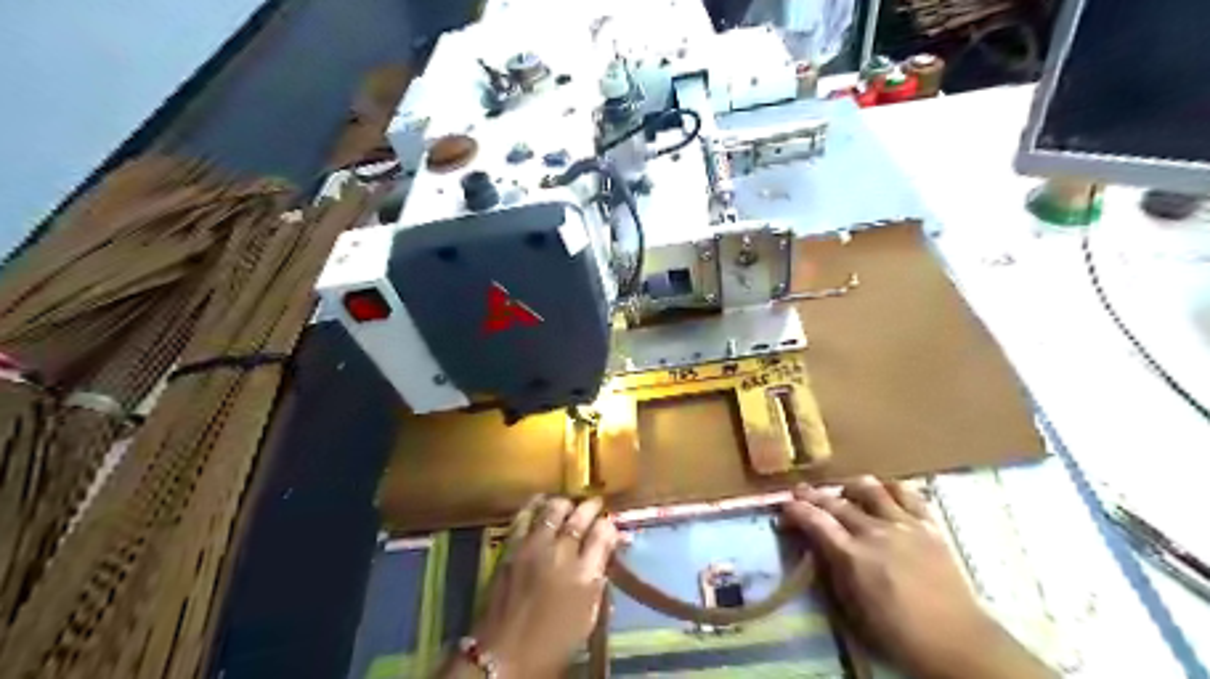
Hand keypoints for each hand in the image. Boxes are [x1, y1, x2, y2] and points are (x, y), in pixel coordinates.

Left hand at [462, 496, 615, 674]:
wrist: (503, 656)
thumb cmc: (552, 644)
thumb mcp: (587, 618)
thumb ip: (598, 582)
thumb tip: (605, 557)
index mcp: (584, 575)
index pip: (603, 534)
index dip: (609, 525)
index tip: (610, 524)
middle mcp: (562, 554)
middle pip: (580, 517)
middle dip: (590, 508)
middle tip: (595, 504)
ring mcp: (534, 547)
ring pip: (553, 510)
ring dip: (565, 504)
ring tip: (569, 504)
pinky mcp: (512, 548)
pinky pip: (525, 517)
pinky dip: (535, 506)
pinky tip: (540, 502)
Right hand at [780, 479, 1055, 678]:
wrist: (957, 642)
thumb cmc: (898, 633)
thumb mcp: (852, 609)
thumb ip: (833, 571)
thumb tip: (818, 547)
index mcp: (853, 557)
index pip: (816, 522)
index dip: (796, 510)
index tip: (784, 504)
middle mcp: (875, 532)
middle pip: (837, 503)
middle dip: (813, 495)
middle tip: (800, 491)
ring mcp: (904, 525)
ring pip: (870, 489)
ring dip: (850, 487)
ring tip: (844, 491)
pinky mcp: (929, 525)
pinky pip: (907, 494)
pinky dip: (890, 488)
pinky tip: (884, 492)